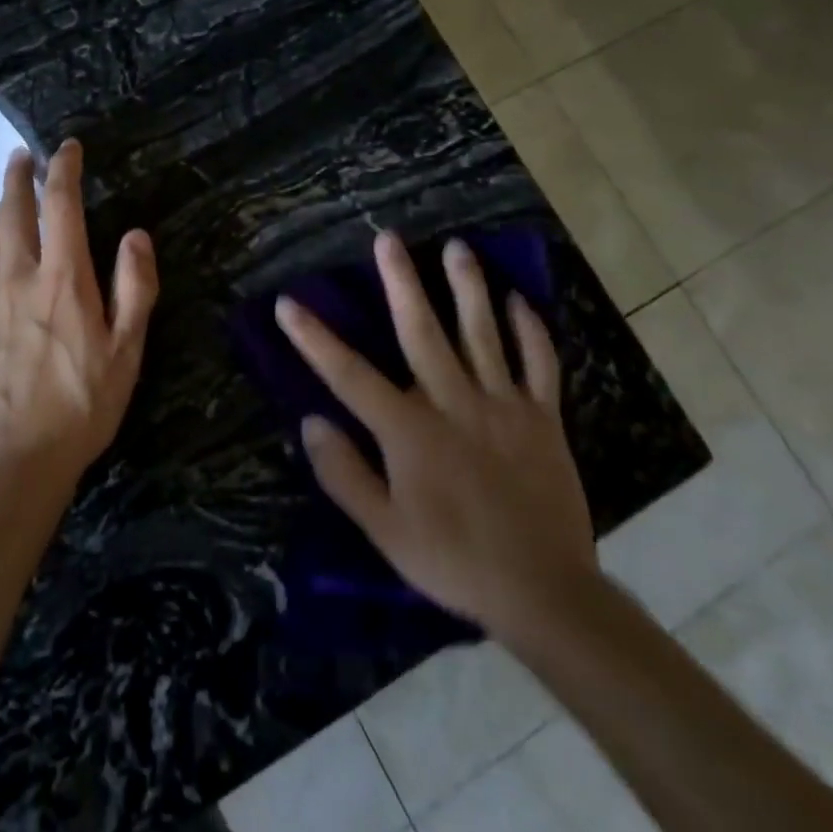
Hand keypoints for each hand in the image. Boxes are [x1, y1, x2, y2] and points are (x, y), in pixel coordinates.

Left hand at [0, 139, 157, 492]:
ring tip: (9, 196)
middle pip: (12, 211)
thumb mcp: (127, 351)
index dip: (64, 169)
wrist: (13, 456)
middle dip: (18, 177)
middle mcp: (19, 277)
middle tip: (21, 156)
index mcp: (62, 279)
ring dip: (1, 209)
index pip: (60, 205)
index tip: (67, 147)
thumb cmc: (81, 404)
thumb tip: (135, 236)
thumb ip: (134, 287)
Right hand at [276, 231, 596, 646]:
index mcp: (409, 431)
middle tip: (387, 238)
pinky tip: (518, 300)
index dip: (314, 338)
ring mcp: (503, 405)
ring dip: (467, 287)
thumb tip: (310, 422)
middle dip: (400, 282)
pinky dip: (530, 330)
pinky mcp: (543, 418)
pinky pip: (538, 364)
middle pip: (421, 332)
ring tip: (456, 247)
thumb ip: (344, 474)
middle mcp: (453, 403)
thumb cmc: (452, 560)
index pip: (349, 375)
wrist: (544, 593)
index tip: (288, 303)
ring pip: (482, 334)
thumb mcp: (384, 530)